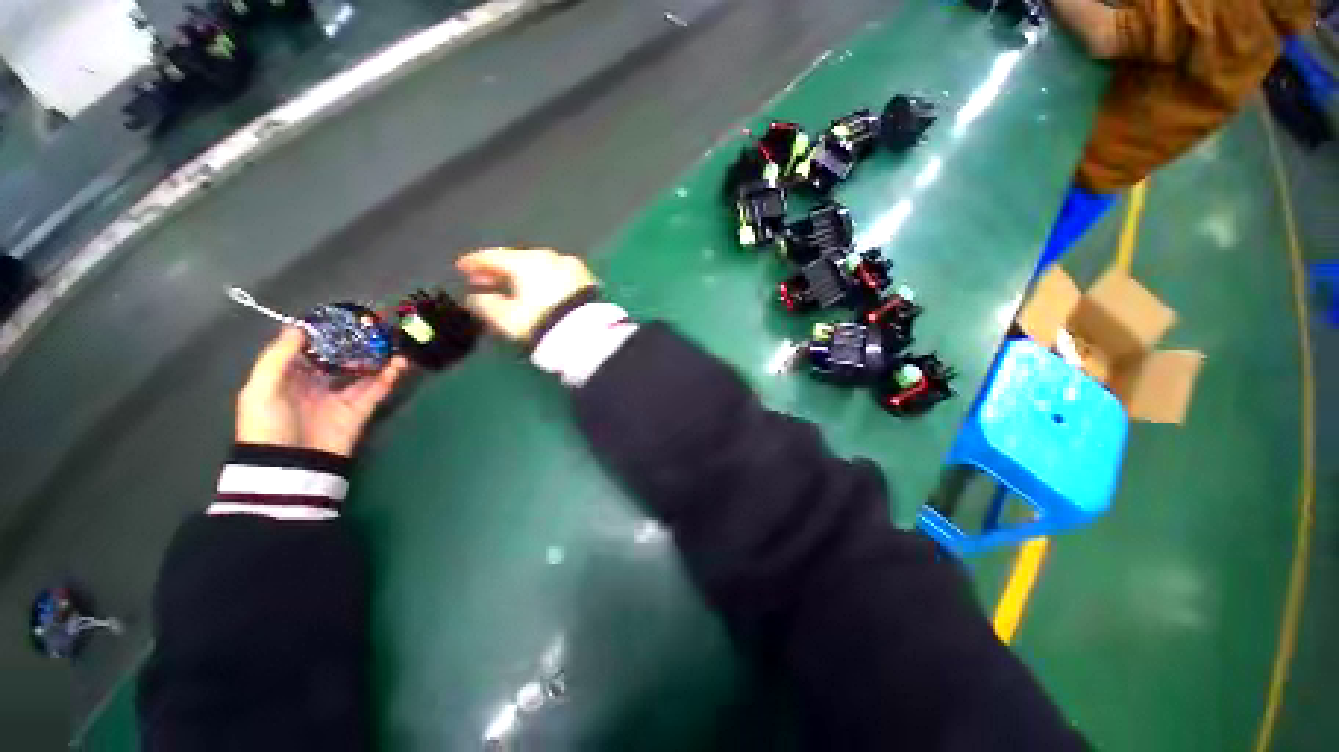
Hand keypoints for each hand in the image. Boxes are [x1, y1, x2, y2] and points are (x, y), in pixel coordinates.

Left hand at [235, 328, 408, 457]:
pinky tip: (399, 364)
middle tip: (374, 327)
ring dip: (377, 358)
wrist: (292, 466)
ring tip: (393, 342)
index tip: (341, 317)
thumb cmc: (268, 425)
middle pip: (339, 358)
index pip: (308, 349)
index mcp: (288, 377)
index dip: (323, 333)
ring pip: (362, 372)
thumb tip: (300, 327)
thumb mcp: (260, 389)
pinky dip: (389, 377)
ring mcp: (339, 397)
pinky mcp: (359, 410)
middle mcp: (315, 384)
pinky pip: (376, 390)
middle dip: (355, 343)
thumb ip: (279, 357)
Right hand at [456, 247, 596, 341]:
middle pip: (518, 259)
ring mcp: (572, 267)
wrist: (587, 334)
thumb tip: (476, 296)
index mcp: (528, 261)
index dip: (474, 262)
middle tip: (484, 281)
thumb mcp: (507, 318)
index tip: (462, 268)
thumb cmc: (542, 323)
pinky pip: (557, 275)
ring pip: (540, 267)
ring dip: (522, 275)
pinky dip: (544, 280)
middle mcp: (551, 257)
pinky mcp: (587, 280)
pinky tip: (538, 292)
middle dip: (499, 270)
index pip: (493, 256)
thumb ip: (485, 304)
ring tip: (511, 289)